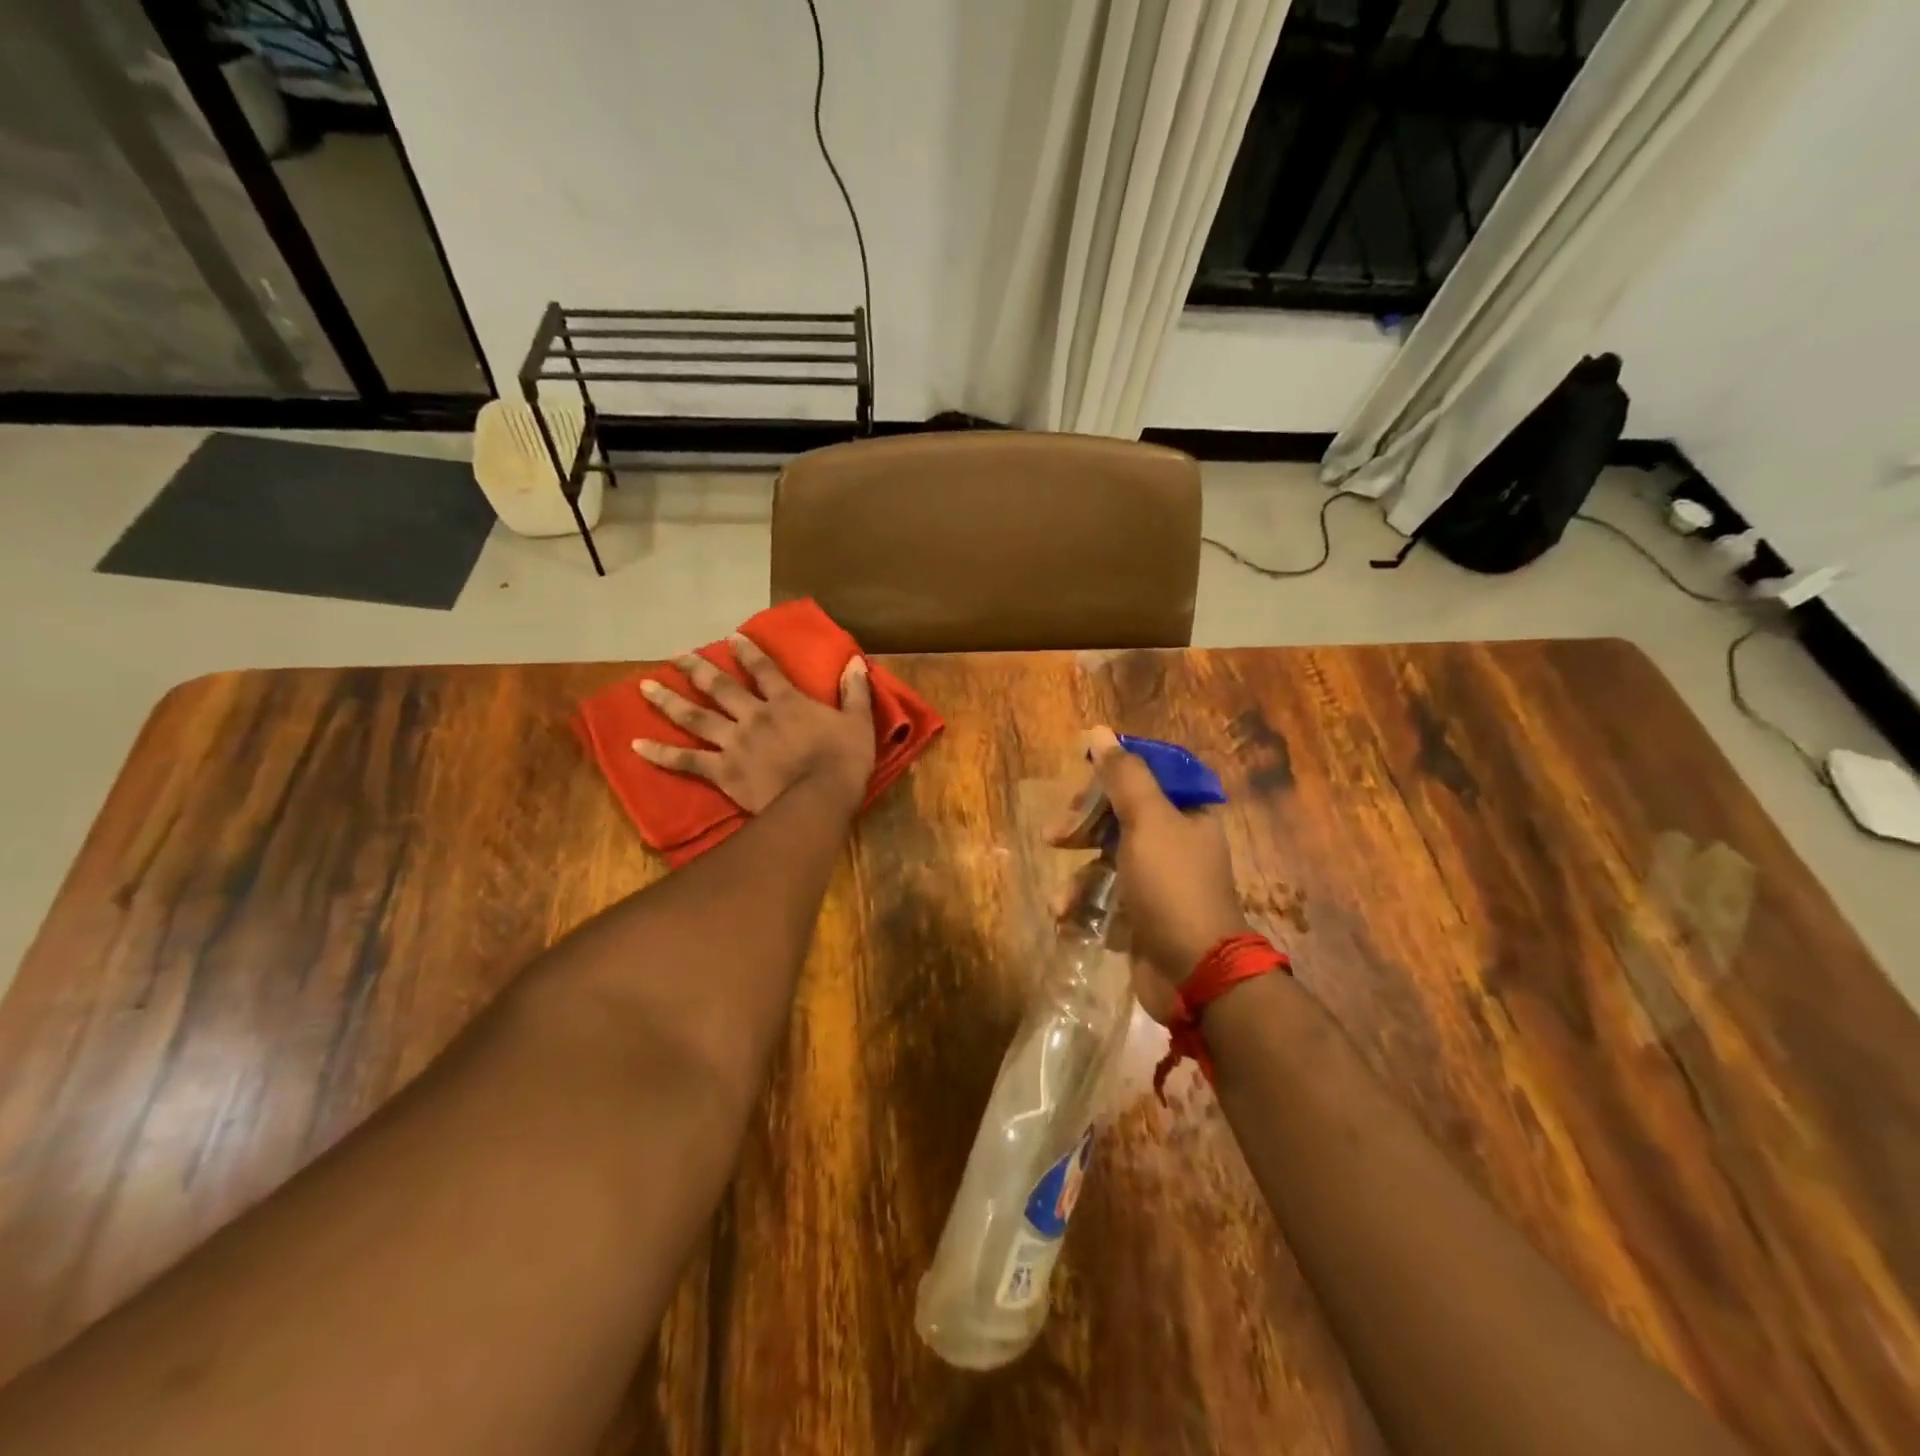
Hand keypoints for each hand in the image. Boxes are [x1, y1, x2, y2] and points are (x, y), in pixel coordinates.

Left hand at [633, 635, 875, 812]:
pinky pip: (687, 760)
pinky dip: (661, 754)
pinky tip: (636, 746)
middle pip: (720, 687)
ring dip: (669, 701)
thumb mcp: (858, 722)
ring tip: (644, 688)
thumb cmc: (843, 760)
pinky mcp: (723, 771)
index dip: (748, 652)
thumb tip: (855, 662)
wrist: (819, 797)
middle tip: (676, 656)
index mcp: (786, 702)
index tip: (731, 637)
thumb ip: (855, 692)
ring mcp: (734, 742)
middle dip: (696, 669)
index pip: (764, 669)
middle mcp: (754, 715)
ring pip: (696, 717)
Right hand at [1050, 727, 1246, 1018]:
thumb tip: (1099, 731)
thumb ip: (1123, 775)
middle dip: (1084, 826)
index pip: (1147, 774)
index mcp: (1188, 812)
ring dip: (1079, 877)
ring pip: (1106, 859)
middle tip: (1056, 835)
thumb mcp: (1147, 822)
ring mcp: (1158, 880)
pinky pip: (1106, 896)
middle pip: (1120, 815)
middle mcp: (1176, 841)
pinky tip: (1069, 919)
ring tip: (1062, 900)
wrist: (1195, 974)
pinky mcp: (1142, 914)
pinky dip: (1086, 906)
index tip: (1081, 779)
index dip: (1111, 774)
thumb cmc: (1172, 886)